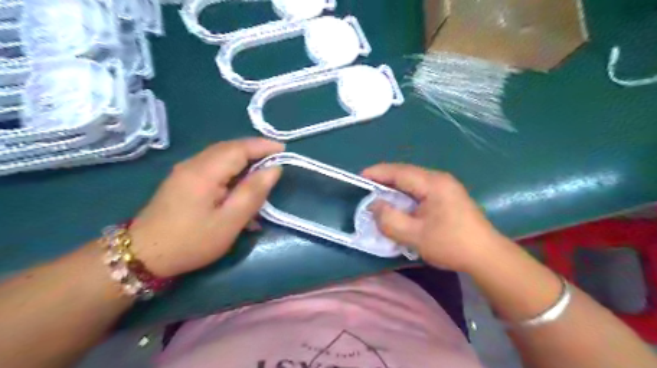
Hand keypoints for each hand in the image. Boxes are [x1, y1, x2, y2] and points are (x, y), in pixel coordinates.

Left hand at [126, 136, 283, 275]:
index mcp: (205, 172)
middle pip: (229, 147)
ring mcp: (185, 170)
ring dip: (243, 157)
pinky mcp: (182, 179)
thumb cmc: (192, 241)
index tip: (284, 149)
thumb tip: (274, 169)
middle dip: (254, 149)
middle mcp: (193, 164)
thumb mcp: (229, 221)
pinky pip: (212, 165)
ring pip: (220, 155)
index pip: (239, 148)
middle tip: (276, 157)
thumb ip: (253, 192)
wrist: (143, 255)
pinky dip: (231, 166)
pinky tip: (239, 180)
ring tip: (262, 167)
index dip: (263, 146)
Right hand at [362, 164, 503, 272]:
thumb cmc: (451, 244)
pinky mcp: (449, 196)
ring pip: (413, 181)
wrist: (487, 256)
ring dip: (396, 187)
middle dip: (385, 179)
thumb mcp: (415, 236)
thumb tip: (375, 205)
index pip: (399, 172)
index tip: (360, 177)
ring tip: (380, 196)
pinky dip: (406, 194)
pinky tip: (401, 204)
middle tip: (367, 188)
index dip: (378, 173)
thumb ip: (390, 220)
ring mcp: (446, 186)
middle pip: (406, 173)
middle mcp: (440, 179)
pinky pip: (421, 189)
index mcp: (433, 184)